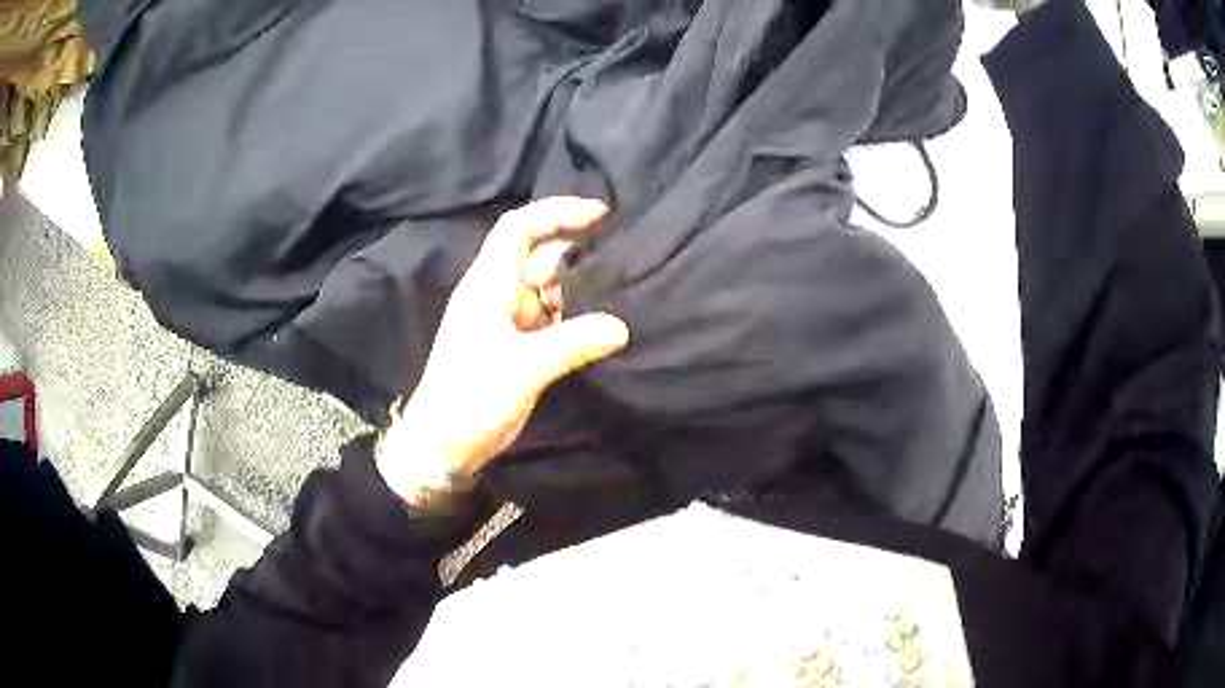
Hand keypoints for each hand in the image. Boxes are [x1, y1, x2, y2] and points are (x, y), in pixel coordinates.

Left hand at [376, 197, 630, 504]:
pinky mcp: (519, 345)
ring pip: (550, 289)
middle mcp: (499, 294)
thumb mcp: (521, 369)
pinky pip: (553, 319)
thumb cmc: (469, 399)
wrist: (444, 444)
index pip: (518, 229)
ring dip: (581, 289)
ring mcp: (509, 320)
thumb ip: (571, 345)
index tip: (599, 215)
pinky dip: (576, 318)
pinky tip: (603, 324)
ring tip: (623, 291)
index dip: (556, 213)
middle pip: (541, 257)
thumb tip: (621, 327)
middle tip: (625, 261)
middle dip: (579, 254)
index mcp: (487, 285)